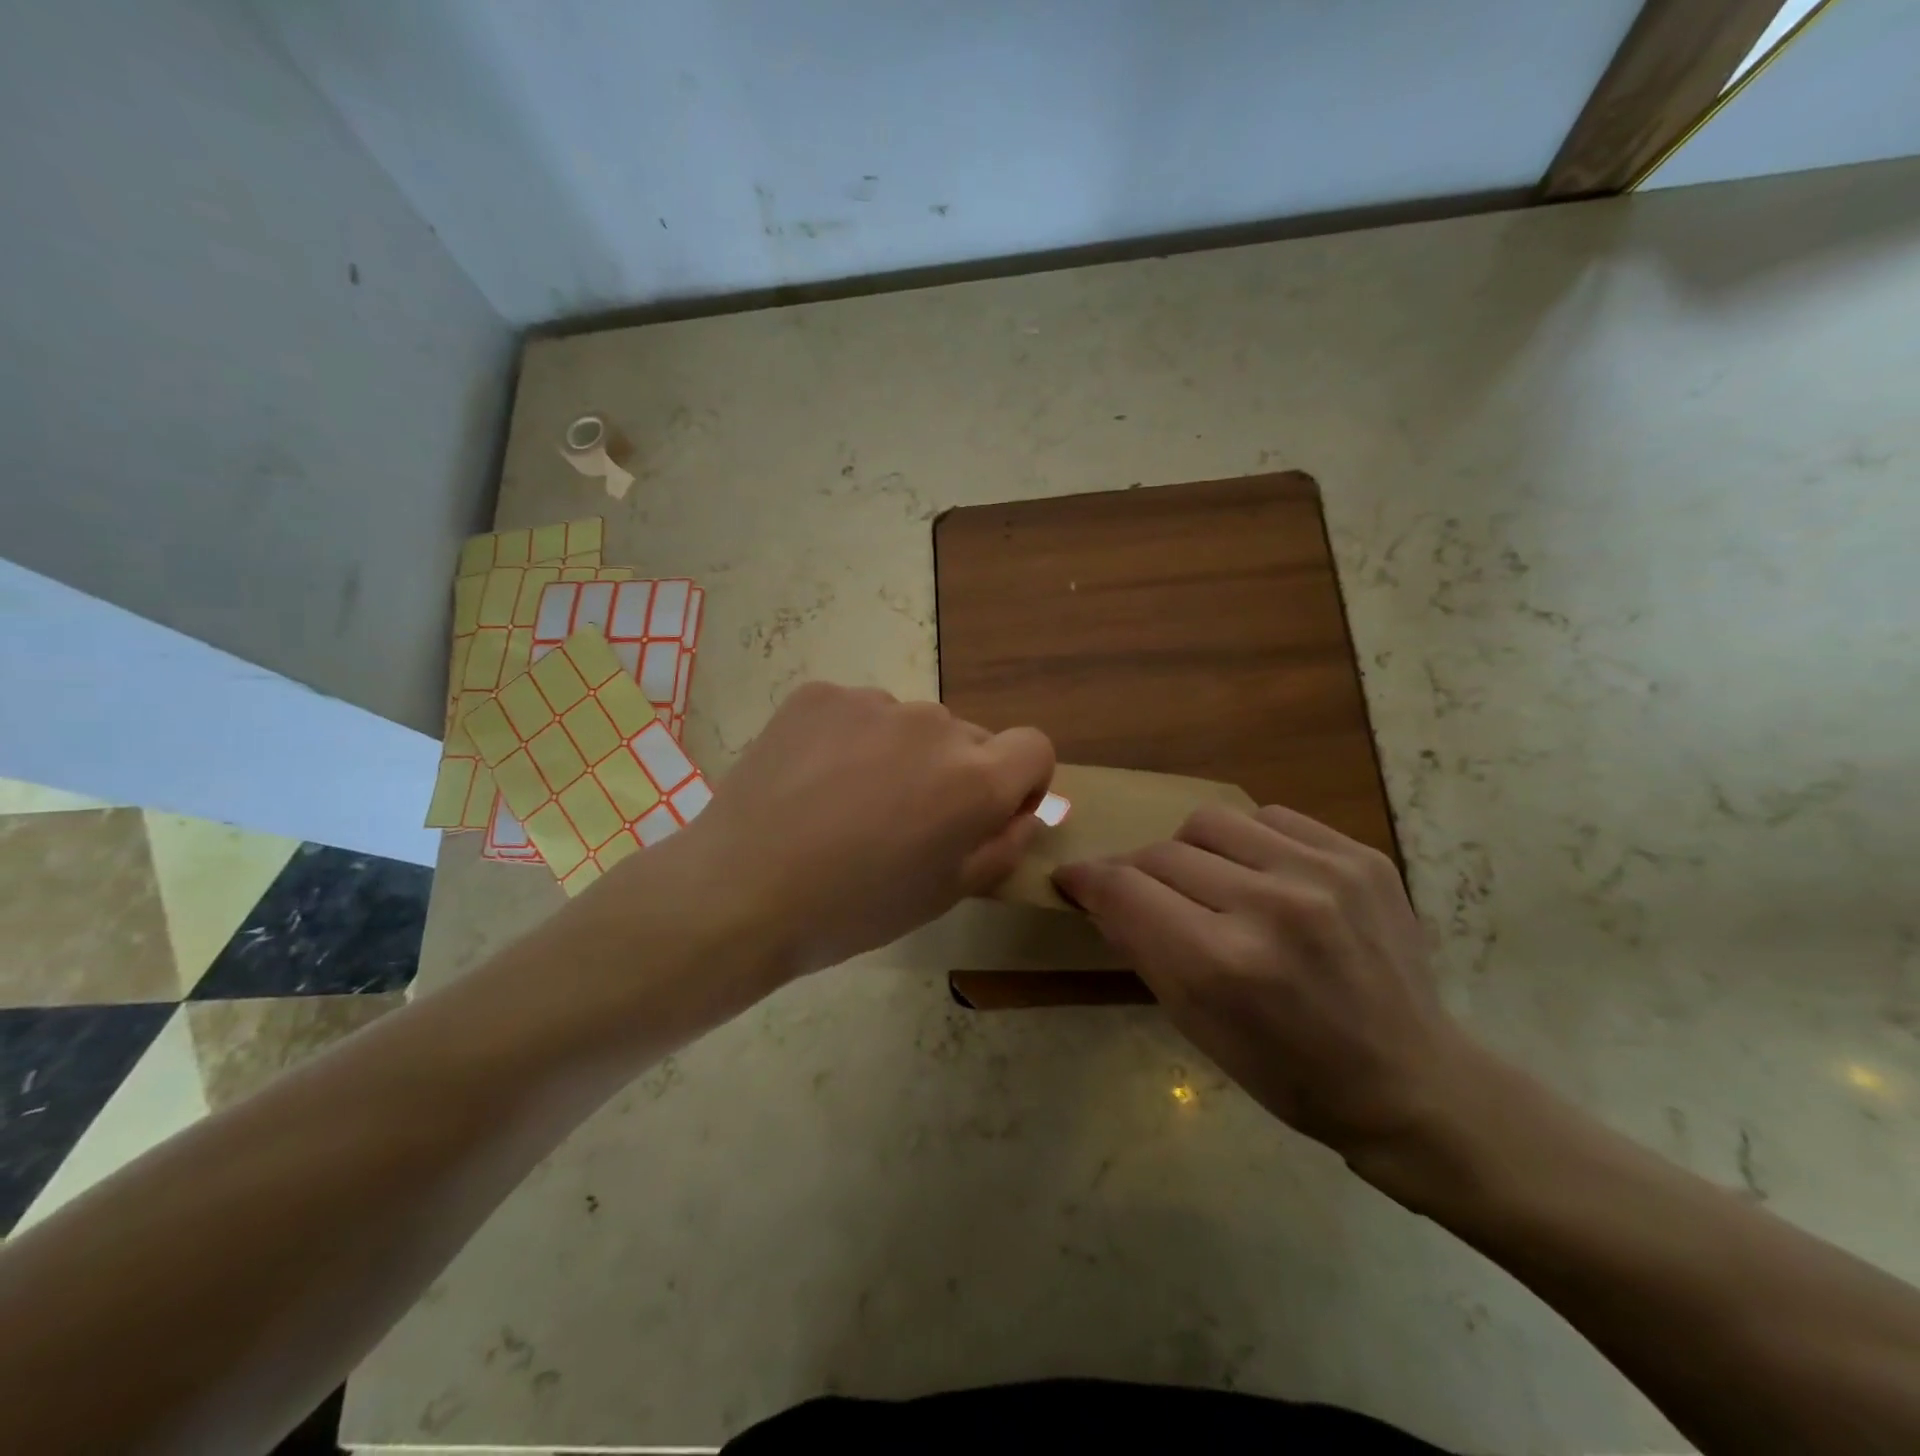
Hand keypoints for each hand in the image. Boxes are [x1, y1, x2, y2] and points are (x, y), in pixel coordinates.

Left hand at [665, 683, 1053, 977]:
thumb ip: (1004, 844)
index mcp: (974, 779)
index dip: (1021, 780)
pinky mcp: (819, 694)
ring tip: (847, 802)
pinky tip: (813, 780)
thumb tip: (1026, 809)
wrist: (740, 892)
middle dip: (953, 772)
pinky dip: (849, 739)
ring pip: (909, 724)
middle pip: (967, 738)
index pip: (1034, 747)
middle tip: (903, 820)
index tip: (987, 812)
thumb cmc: (853, 909)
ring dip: (899, 754)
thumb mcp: (946, 894)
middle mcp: (934, 725)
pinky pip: (856, 712)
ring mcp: (872, 702)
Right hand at [1054, 805, 1472, 1163]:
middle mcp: (1271, 906)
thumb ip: (1140, 946)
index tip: (1074, 879)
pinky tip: (1262, 876)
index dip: (1087, 879)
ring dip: (1191, 849)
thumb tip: (1098, 890)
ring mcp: (1323, 873)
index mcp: (1222, 964)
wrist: (1413, 1081)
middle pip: (1161, 851)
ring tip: (1208, 882)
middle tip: (1146, 897)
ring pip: (1209, 820)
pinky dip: (1247, 843)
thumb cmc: (1289, 1072)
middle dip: (1138, 874)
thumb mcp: (1196, 1025)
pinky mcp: (1360, 856)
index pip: (1124, 888)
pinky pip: (1269, 817)